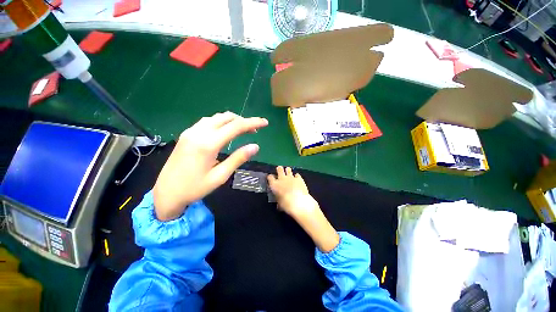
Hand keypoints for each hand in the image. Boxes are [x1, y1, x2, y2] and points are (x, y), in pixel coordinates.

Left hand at [153, 112, 267, 220]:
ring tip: (243, 130)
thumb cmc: (195, 188)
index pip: (236, 126)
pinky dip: (221, 122)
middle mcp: (199, 132)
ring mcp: (190, 131)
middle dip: (244, 121)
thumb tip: (256, 146)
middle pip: (226, 118)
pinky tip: (225, 131)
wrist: (165, 193)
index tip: (265, 122)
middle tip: (255, 130)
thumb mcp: (220, 176)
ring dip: (232, 120)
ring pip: (216, 117)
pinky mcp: (186, 134)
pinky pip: (207, 121)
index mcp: (208, 144)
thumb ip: (238, 158)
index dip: (253, 123)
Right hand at [268, 166, 339, 251]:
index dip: (270, 178)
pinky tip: (297, 177)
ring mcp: (293, 179)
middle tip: (279, 170)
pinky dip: (297, 176)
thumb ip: (280, 205)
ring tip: (287, 170)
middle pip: (279, 171)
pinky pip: (298, 176)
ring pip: (289, 170)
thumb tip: (279, 206)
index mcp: (277, 187)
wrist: (304, 208)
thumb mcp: (282, 208)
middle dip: (279, 170)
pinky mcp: (301, 181)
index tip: (270, 178)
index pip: (270, 178)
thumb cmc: (290, 210)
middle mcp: (284, 181)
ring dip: (288, 171)